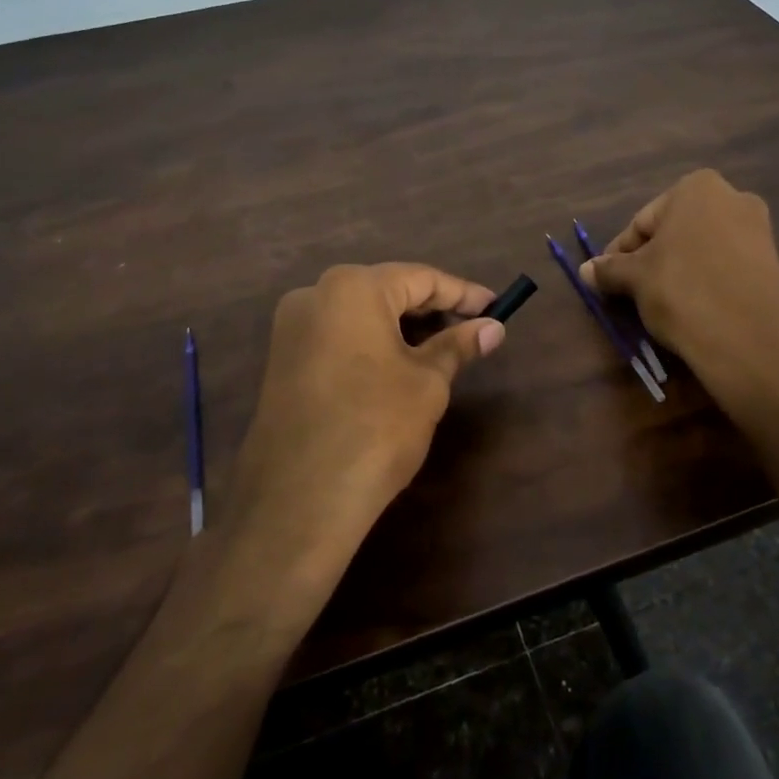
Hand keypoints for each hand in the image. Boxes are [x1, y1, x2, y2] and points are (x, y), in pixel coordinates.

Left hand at [221, 263, 504, 592]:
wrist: (300, 500)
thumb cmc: (376, 426)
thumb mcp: (427, 382)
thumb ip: (458, 345)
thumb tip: (493, 328)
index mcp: (352, 288)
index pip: (420, 278)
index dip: (463, 293)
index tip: (496, 306)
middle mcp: (315, 295)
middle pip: (387, 291)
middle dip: (432, 309)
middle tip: (473, 327)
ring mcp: (292, 329)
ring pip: (361, 314)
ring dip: (402, 327)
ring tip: (443, 348)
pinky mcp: (282, 361)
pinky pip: (338, 337)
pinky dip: (373, 344)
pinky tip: (399, 365)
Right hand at [583, 170, 778, 401]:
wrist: (750, 343)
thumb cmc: (683, 292)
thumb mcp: (636, 279)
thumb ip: (609, 269)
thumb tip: (586, 270)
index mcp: (698, 187)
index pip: (643, 222)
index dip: (621, 253)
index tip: (608, 280)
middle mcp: (734, 198)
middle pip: (674, 232)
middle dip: (652, 259)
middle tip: (632, 292)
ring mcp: (759, 231)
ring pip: (700, 249)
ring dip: (677, 271)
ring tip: (660, 304)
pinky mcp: (773, 264)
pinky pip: (725, 267)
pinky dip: (705, 282)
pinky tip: (693, 309)